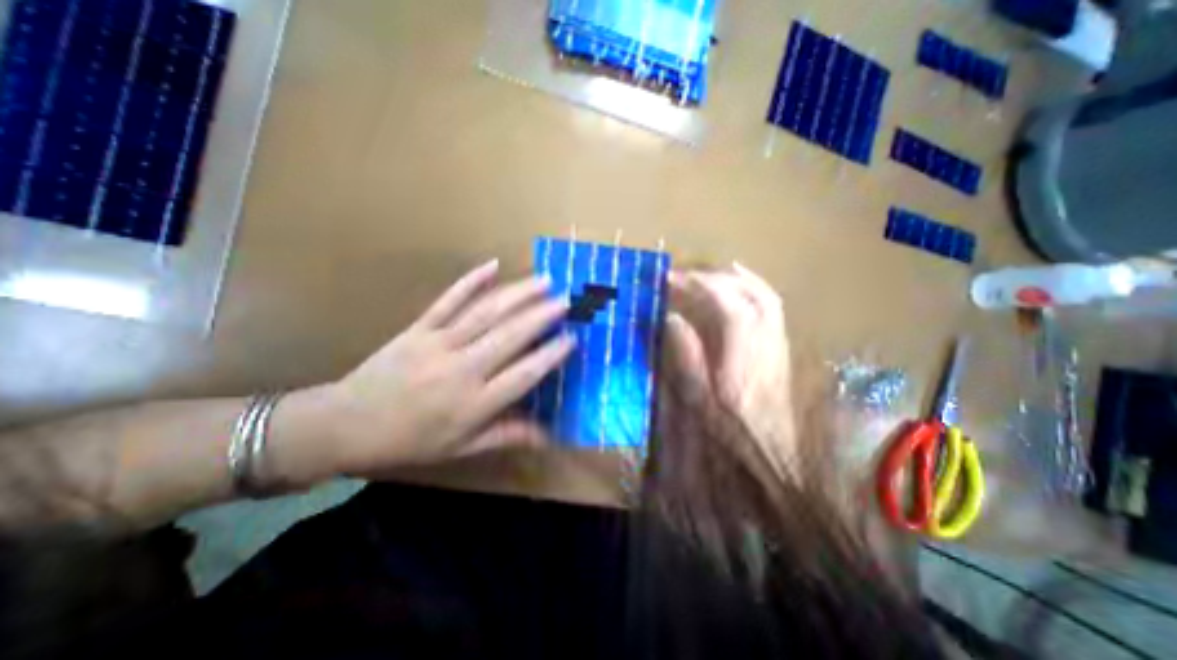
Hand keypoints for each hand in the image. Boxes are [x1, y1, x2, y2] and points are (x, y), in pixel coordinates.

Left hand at [275, 258, 570, 483]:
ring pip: (485, 313)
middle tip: (566, 301)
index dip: (550, 356)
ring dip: (517, 294)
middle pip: (509, 337)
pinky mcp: (418, 328)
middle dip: (541, 316)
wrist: (344, 425)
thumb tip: (548, 436)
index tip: (571, 339)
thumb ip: (507, 435)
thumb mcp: (461, 448)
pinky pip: (448, 300)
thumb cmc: (410, 441)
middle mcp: (461, 369)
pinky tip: (492, 265)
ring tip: (543, 280)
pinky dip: (471, 281)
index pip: (523, 375)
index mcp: (473, 403)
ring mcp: (438, 343)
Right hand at [660, 262, 798, 473]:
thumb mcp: (698, 397)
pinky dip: (752, 288)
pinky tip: (738, 289)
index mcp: (742, 356)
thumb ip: (686, 354)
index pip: (726, 306)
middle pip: (748, 292)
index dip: (698, 286)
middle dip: (714, 277)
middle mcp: (766, 341)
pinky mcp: (780, 346)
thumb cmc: (729, 429)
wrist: (770, 453)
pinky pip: (770, 306)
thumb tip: (672, 318)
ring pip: (763, 295)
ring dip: (735, 277)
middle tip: (685, 276)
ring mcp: (777, 341)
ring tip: (709, 273)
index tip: (670, 280)